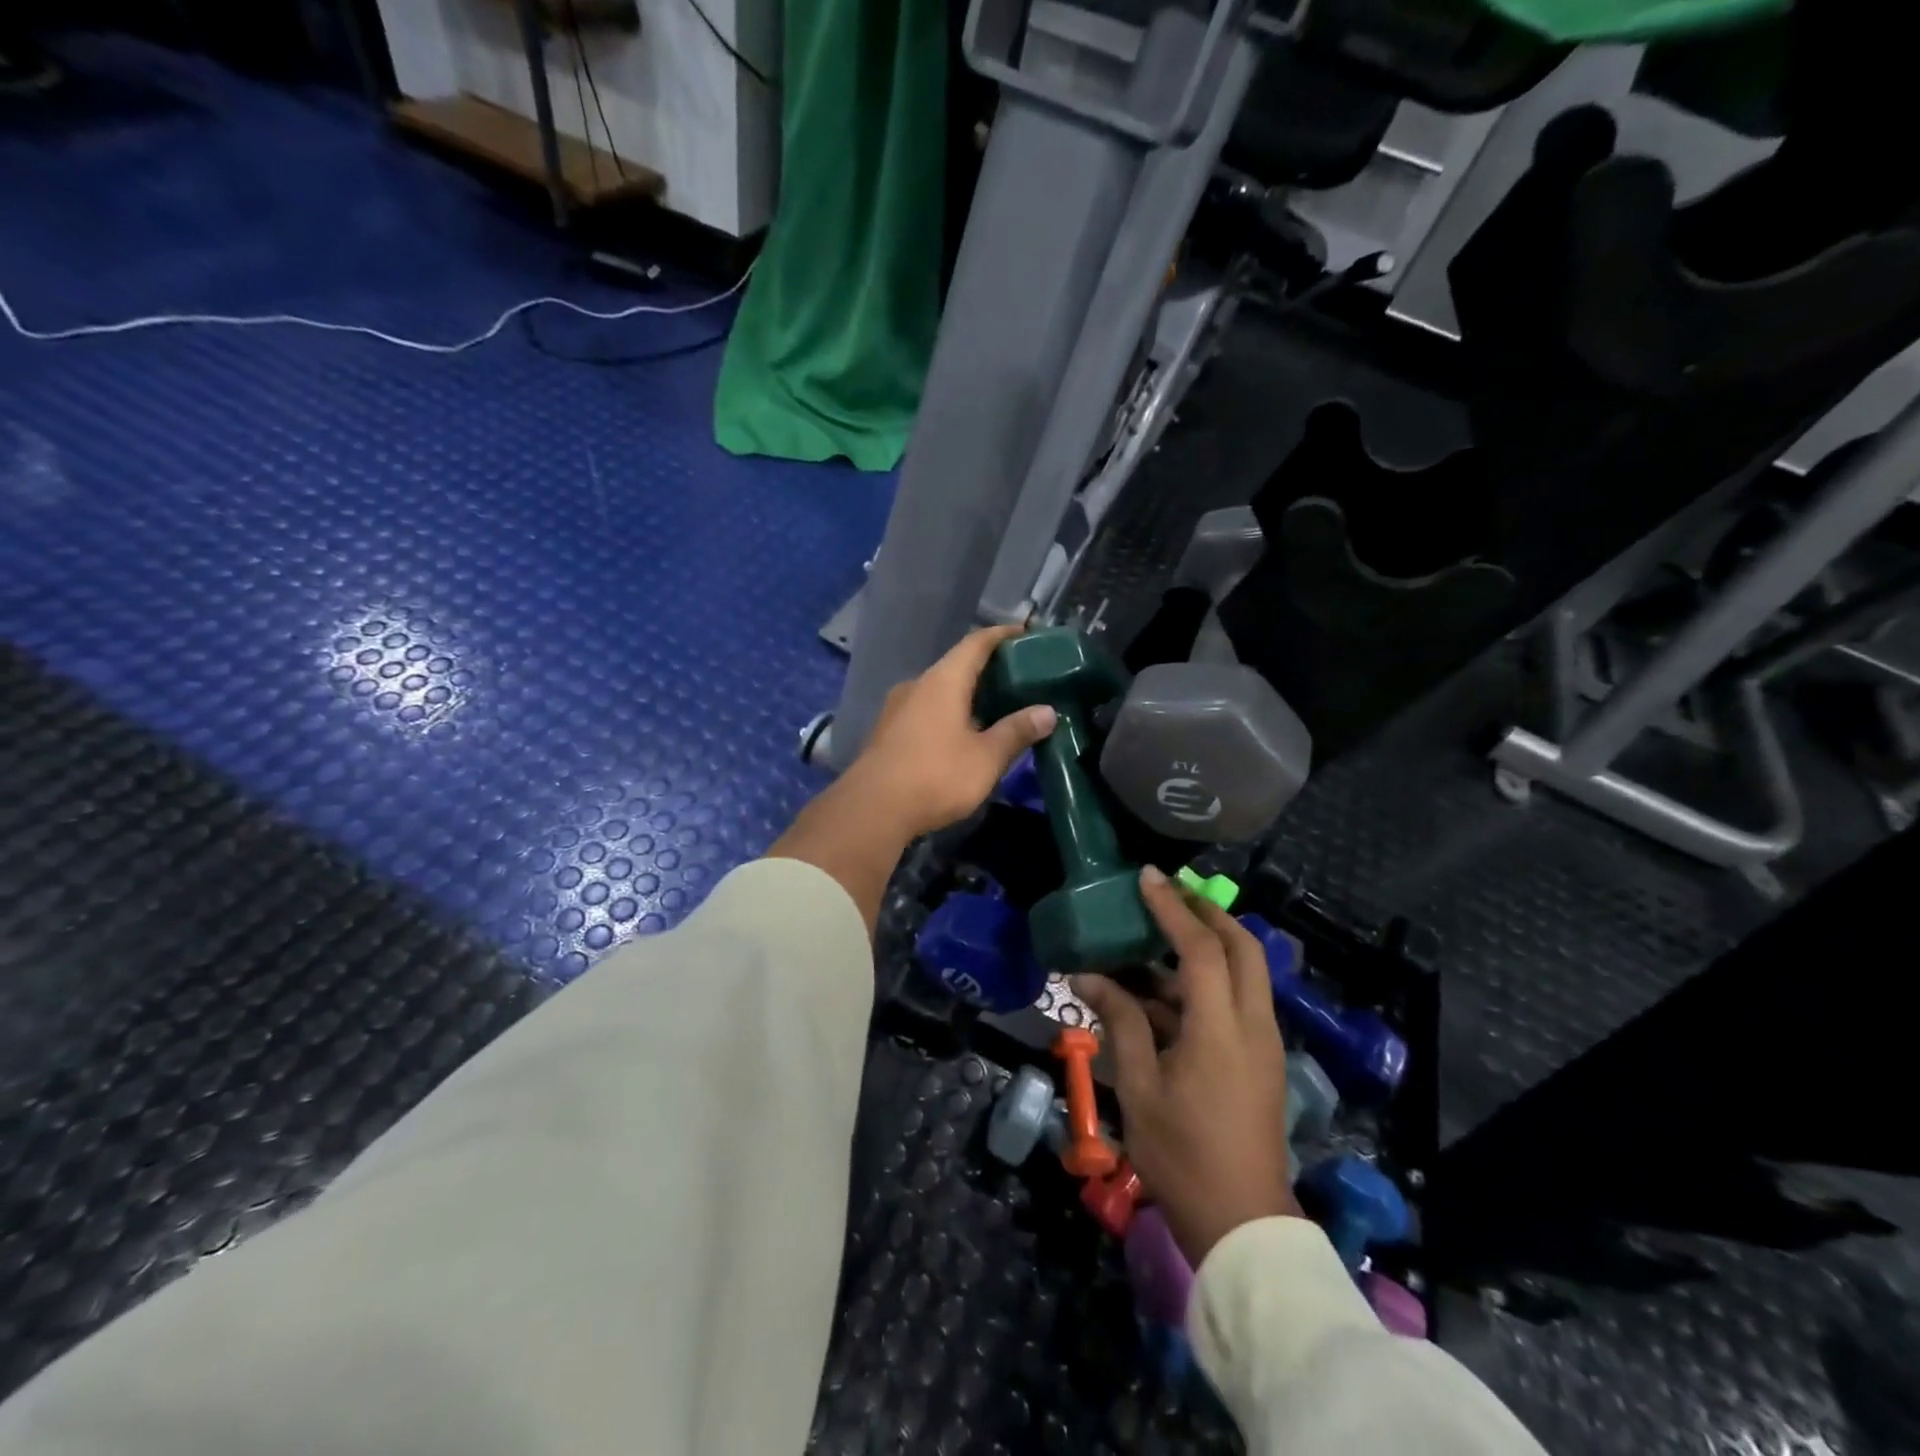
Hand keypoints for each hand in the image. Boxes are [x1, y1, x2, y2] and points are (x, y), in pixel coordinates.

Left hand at [845, 625, 1057, 840]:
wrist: (872, 810)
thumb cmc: (936, 776)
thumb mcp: (986, 757)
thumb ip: (1016, 731)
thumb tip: (1048, 711)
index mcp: (943, 680)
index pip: (976, 643)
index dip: (1001, 635)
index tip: (1025, 633)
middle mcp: (917, 685)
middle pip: (956, 667)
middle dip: (987, 669)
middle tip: (1018, 678)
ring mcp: (897, 709)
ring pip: (938, 691)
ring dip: (966, 695)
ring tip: (995, 709)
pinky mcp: (887, 733)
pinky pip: (925, 712)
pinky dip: (948, 714)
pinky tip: (962, 735)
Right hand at [1074, 867, 1299, 1267]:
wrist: (1242, 1225)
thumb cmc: (1182, 1154)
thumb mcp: (1138, 1086)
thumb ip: (1119, 1022)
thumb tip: (1088, 976)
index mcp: (1221, 1029)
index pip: (1201, 948)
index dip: (1172, 908)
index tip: (1146, 876)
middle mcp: (1253, 1024)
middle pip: (1243, 946)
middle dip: (1207, 912)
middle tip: (1167, 894)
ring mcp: (1264, 1043)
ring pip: (1245, 972)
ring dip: (1207, 945)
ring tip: (1156, 937)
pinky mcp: (1261, 1060)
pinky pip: (1238, 1000)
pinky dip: (1207, 980)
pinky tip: (1164, 991)